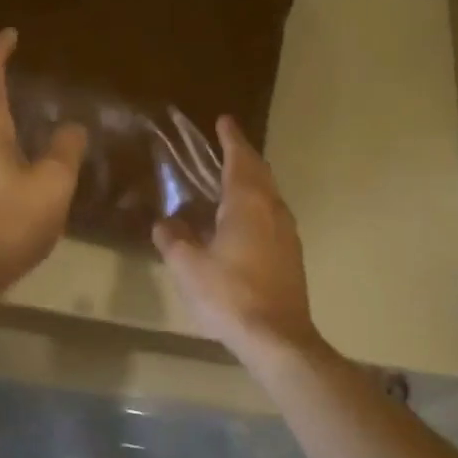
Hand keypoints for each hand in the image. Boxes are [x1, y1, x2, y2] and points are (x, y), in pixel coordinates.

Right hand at [154, 116, 322, 361]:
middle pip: (260, 172)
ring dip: (252, 180)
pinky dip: (257, 204)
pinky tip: (244, 221)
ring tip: (232, 179)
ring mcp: (287, 233)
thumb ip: (173, 239)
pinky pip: (272, 215)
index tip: (224, 120)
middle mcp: (272, 210)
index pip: (239, 160)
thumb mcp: (188, 266)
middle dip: (243, 155)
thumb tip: (165, 222)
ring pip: (269, 194)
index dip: (231, 139)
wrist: (277, 337)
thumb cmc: (229, 295)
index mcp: (247, 204)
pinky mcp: (291, 254)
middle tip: (227, 144)